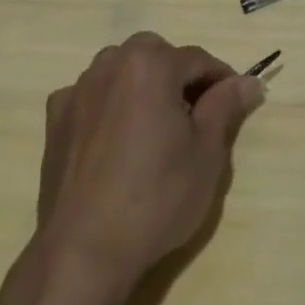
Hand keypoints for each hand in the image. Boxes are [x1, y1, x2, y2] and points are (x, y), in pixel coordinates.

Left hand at [37, 32, 265, 281]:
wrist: (85, 250)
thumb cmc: (157, 196)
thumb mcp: (207, 152)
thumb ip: (226, 106)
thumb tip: (249, 81)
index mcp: (150, 66)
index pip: (198, 59)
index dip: (222, 80)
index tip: (236, 104)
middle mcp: (109, 67)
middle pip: (155, 54)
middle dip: (179, 74)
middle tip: (197, 114)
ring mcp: (76, 93)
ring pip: (120, 70)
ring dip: (143, 84)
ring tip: (157, 124)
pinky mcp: (55, 123)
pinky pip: (91, 96)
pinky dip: (110, 104)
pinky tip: (118, 138)